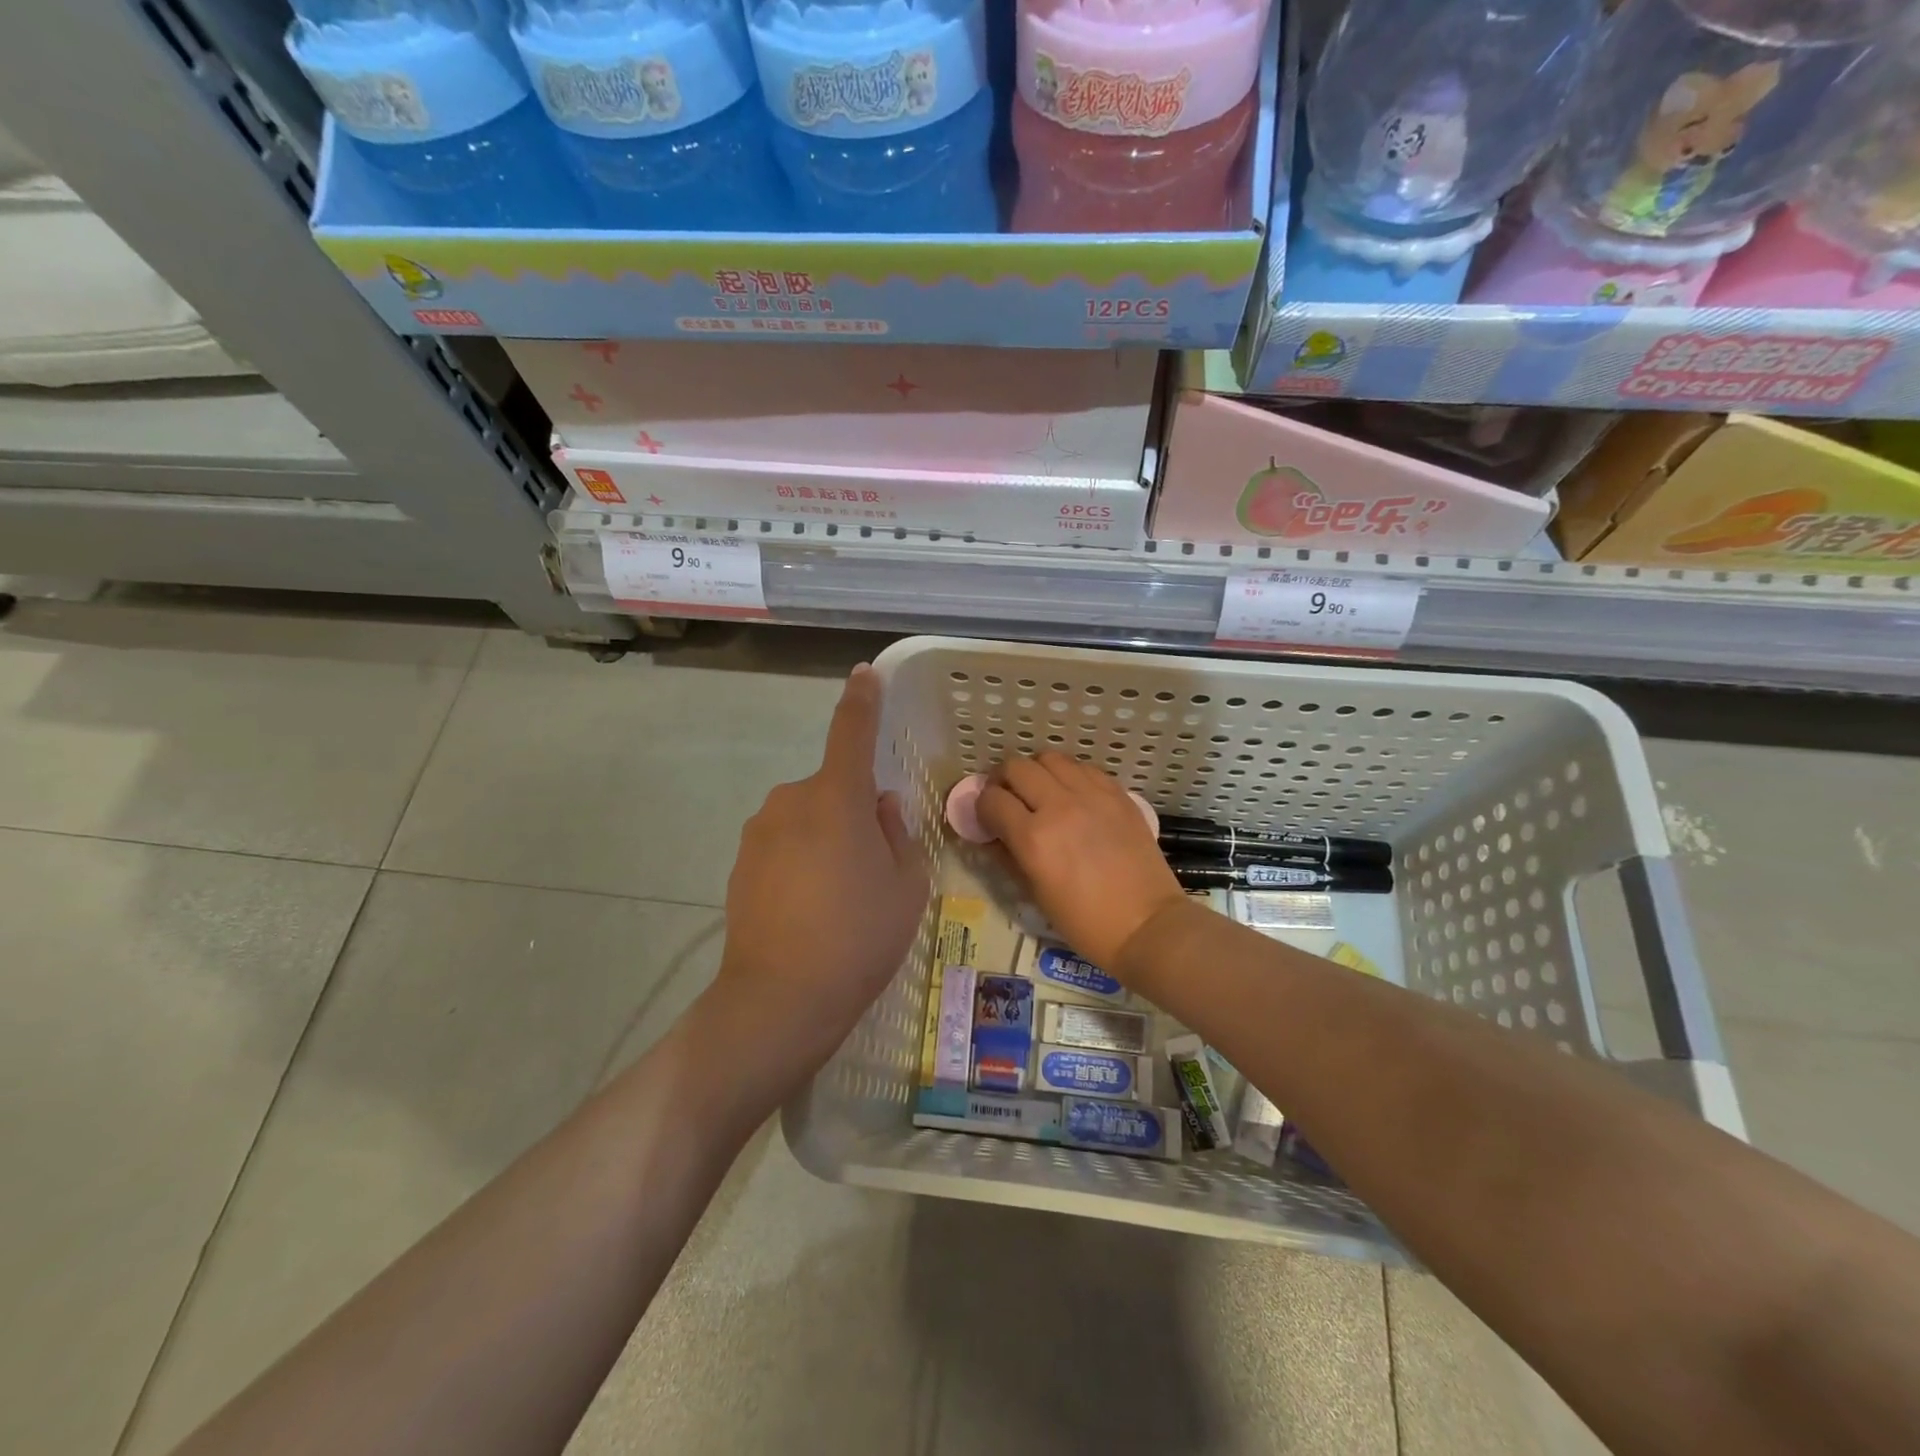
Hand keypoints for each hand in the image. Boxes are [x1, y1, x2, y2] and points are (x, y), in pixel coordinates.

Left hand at [710, 664, 929, 1089]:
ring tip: (840, 897)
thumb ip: (898, 834)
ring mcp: (759, 832)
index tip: (865, 675)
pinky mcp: (741, 862)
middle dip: (854, 811)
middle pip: (833, 789)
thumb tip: (880, 807)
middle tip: (873, 866)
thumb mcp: (906, 885)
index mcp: (837, 797)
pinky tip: (810, 910)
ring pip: (807, 818)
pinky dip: (801, 861)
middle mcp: (791, 801)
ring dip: (827, 838)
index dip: (861, 701)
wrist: (781, 998)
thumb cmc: (859, 936)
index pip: (851, 732)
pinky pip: (784, 844)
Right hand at [976, 753, 1182, 972]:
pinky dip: (1068, 775)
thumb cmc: (1085, 922)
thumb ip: (1007, 857)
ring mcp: (1092, 795)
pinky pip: (1083, 767)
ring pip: (1049, 758)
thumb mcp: (1035, 894)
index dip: (982, 807)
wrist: (1146, 925)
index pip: (992, 800)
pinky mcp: (1117, 793)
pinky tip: (1071, 795)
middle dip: (1003, 781)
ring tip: (1039, 792)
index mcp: (1034, 838)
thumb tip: (991, 836)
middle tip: (1007, 799)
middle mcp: (1060, 806)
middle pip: (1016, 767)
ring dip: (1036, 772)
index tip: (986, 818)